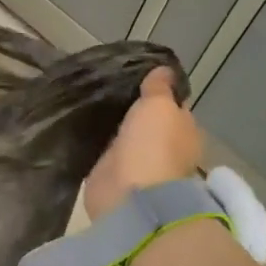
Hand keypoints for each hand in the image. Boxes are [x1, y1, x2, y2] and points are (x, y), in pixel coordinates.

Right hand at [84, 67, 204, 219]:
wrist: (131, 195)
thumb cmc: (153, 145)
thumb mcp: (159, 105)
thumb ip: (159, 88)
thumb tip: (163, 69)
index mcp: (184, 130)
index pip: (172, 105)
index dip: (157, 91)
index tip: (133, 75)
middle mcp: (164, 147)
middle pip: (146, 121)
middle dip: (130, 108)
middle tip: (104, 85)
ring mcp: (137, 163)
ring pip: (123, 135)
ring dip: (112, 125)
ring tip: (89, 102)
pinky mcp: (111, 176)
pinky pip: (103, 151)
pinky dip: (96, 142)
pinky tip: (82, 126)